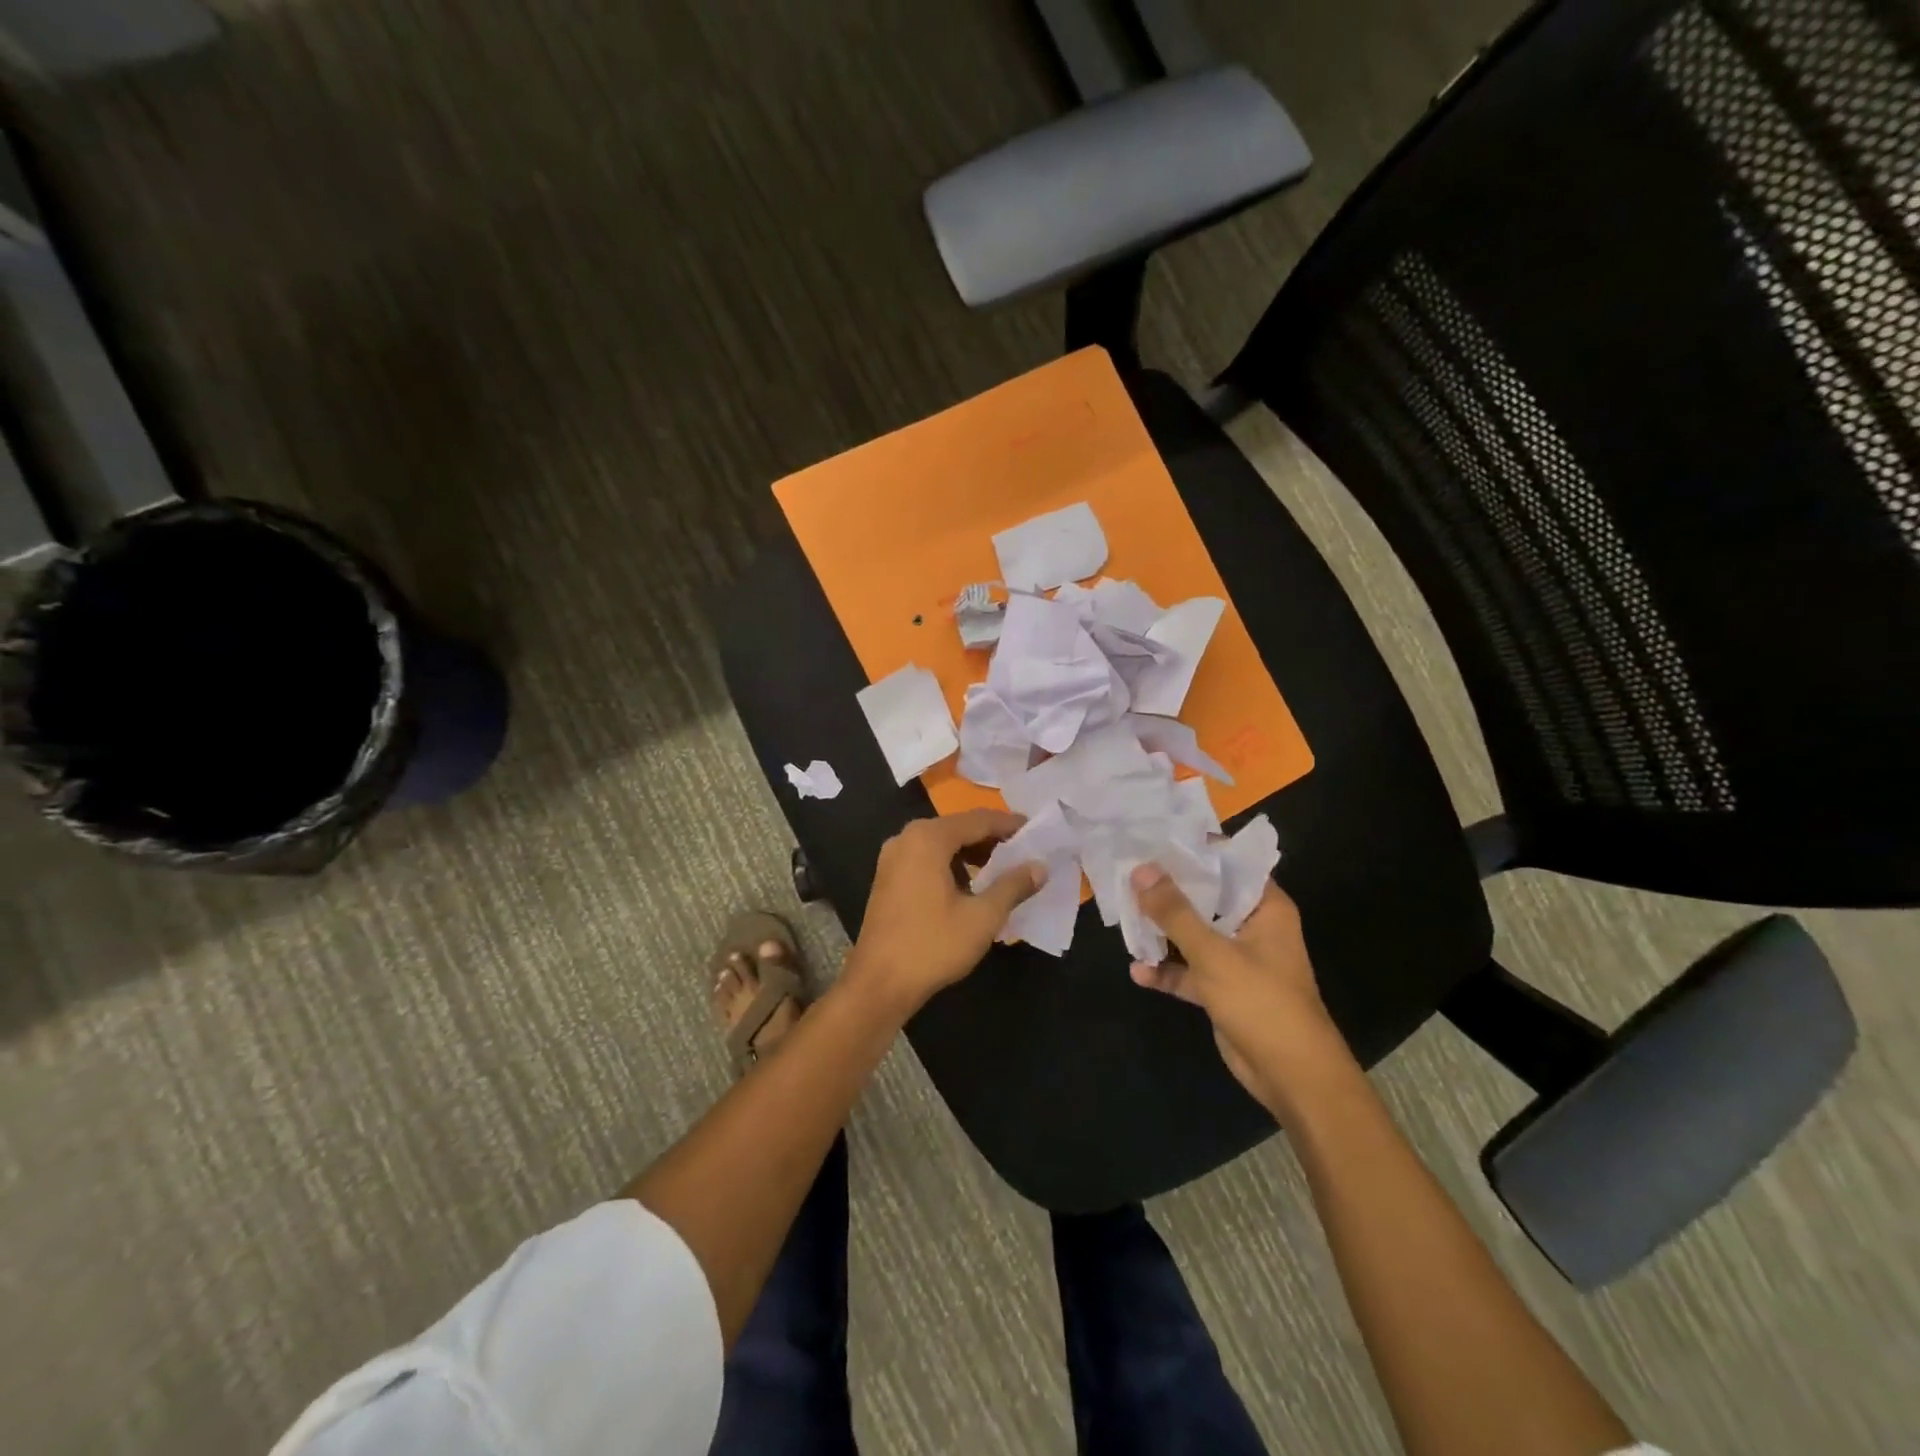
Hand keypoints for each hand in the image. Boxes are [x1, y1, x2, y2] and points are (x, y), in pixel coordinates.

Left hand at [845, 809, 1044, 1015]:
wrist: (879, 984)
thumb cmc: (933, 946)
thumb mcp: (982, 917)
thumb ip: (1013, 886)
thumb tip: (1040, 866)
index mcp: (927, 838)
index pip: (978, 820)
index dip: (1010, 825)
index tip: (1037, 832)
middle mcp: (906, 838)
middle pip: (958, 828)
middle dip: (992, 838)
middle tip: (1025, 851)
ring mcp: (892, 858)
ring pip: (942, 844)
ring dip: (973, 852)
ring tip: (1004, 869)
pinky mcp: (888, 878)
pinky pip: (927, 858)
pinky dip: (952, 864)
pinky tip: (972, 885)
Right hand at [1128, 866, 1348, 1114]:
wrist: (1293, 1077)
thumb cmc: (1262, 1002)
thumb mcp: (1213, 953)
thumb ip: (1175, 912)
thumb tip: (1141, 870)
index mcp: (1265, 908)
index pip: (1228, 864)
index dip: (1194, 850)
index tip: (1154, 837)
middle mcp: (1252, 927)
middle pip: (1205, 897)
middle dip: (1168, 890)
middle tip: (1127, 871)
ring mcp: (1237, 959)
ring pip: (1193, 934)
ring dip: (1162, 931)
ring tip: (1123, 916)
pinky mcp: (1222, 989)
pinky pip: (1189, 970)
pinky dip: (1166, 970)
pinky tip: (1137, 971)